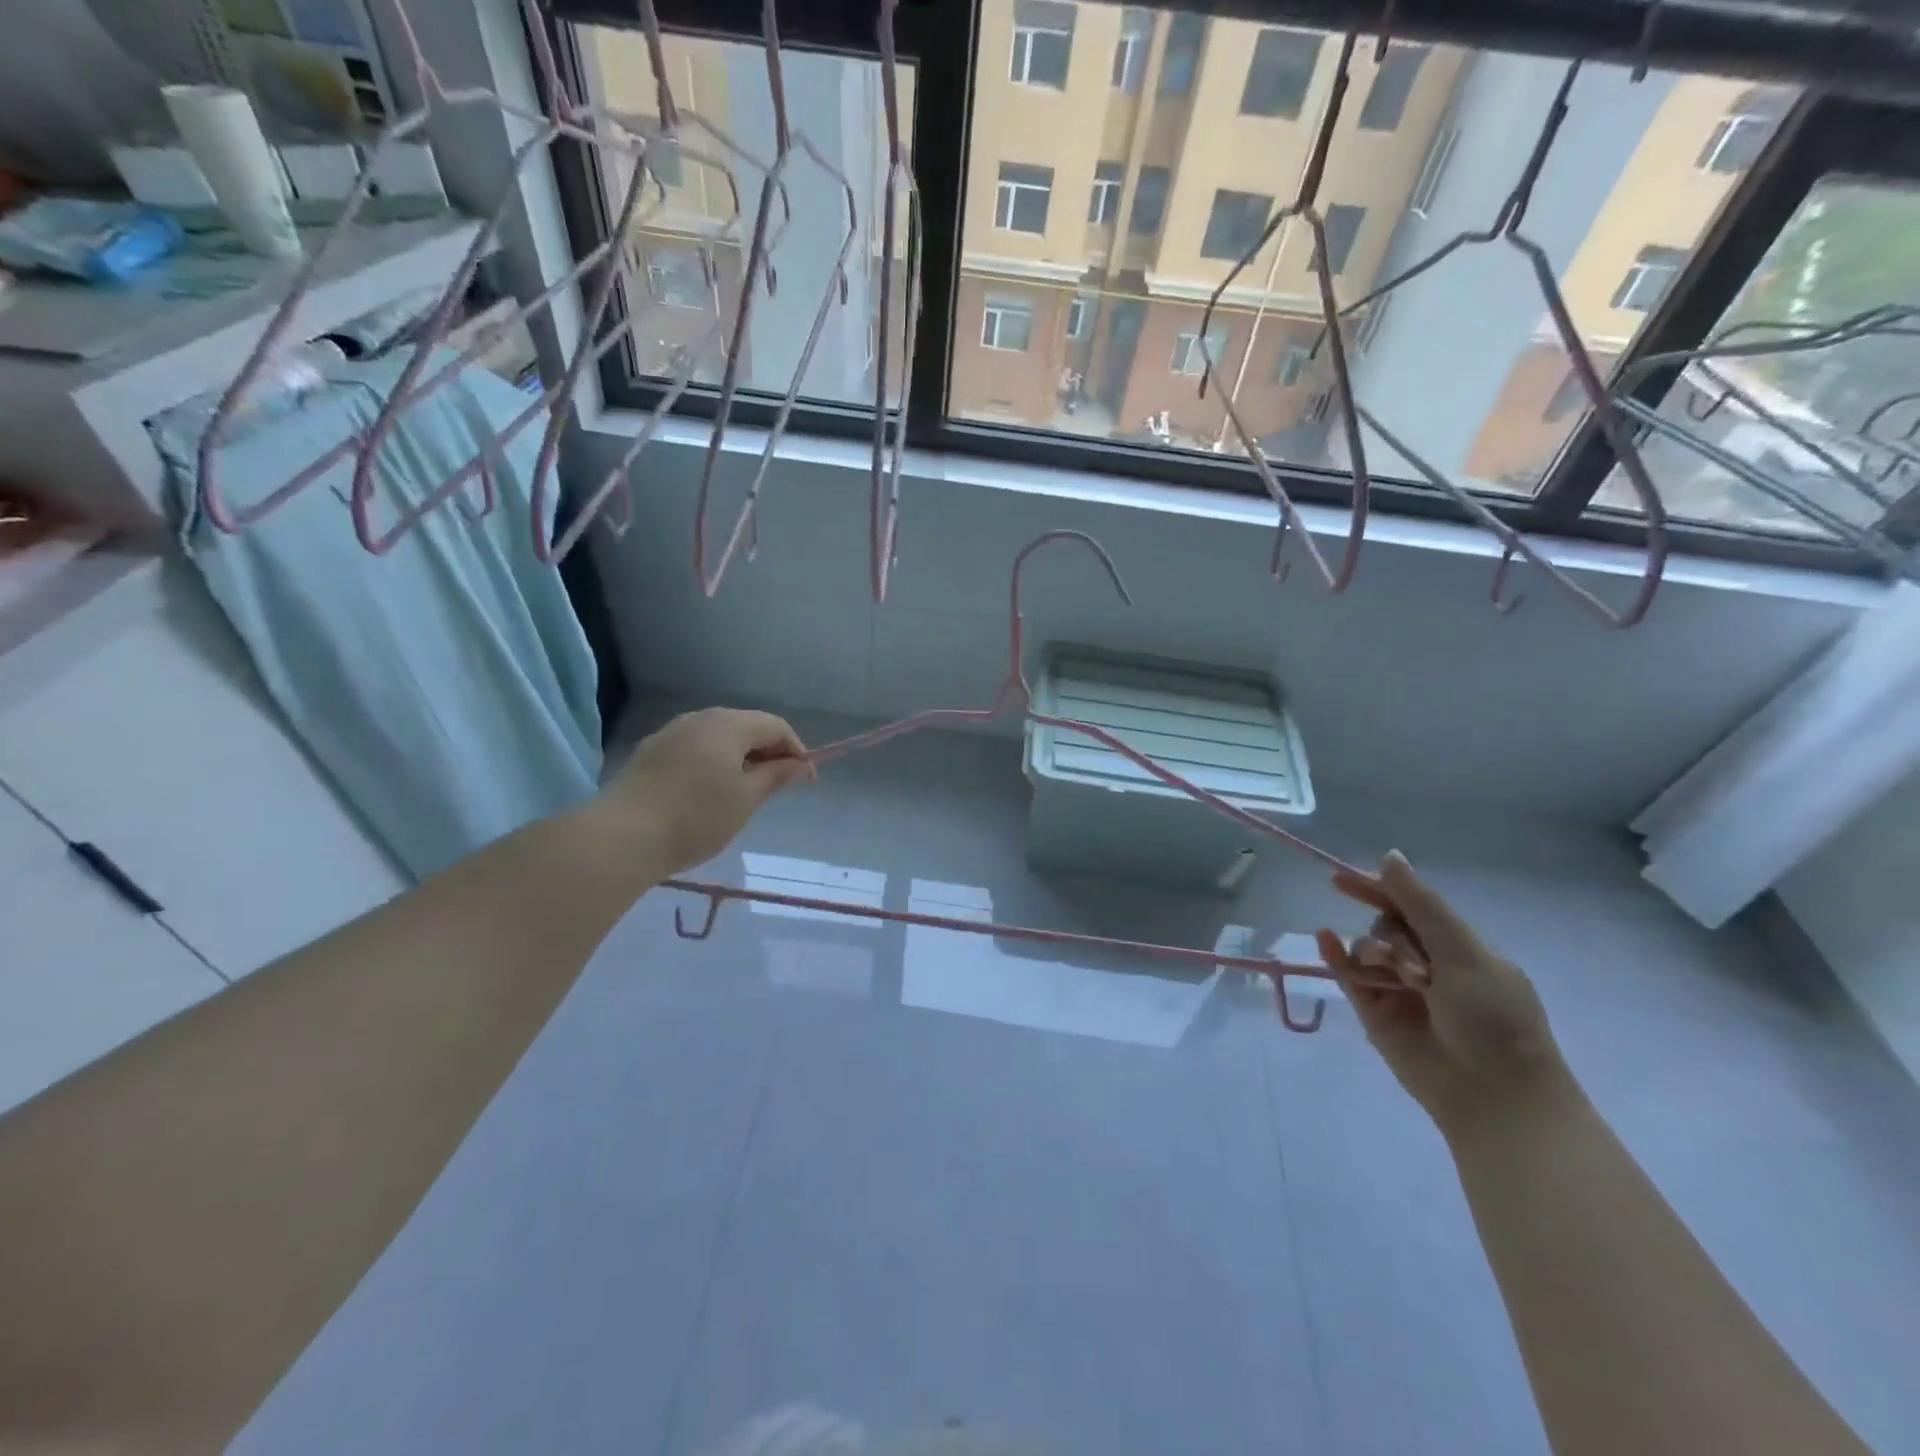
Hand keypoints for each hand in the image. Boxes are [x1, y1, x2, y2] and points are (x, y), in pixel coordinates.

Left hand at [603, 708, 813, 876]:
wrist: (622, 836)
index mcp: (728, 724)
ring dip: (739, 758)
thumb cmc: (696, 817)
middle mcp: (699, 718)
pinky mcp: (650, 752)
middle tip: (778, 786)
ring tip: (745, 791)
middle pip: (746, 726)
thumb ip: (776, 776)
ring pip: (718, 737)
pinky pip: (694, 749)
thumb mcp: (746, 800)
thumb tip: (800, 764)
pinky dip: (713, 763)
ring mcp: (671, 733)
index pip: (775, 726)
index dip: (796, 750)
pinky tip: (709, 792)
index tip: (805, 781)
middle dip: (768, 752)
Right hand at [1315, 851, 1573, 1137]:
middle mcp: (1427, 964)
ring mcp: (1399, 988)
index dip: (1379, 888)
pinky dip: (1336, 956)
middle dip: (1390, 933)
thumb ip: (1421, 905)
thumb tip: (1388, 856)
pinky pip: (1348, 975)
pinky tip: (1325, 939)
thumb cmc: (1495, 1021)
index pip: (1412, 906)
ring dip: (1373, 951)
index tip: (1341, 878)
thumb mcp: (1465, 954)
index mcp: (1459, 949)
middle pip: (1386, 924)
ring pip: (1366, 948)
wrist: (1494, 1096)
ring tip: (1394, 978)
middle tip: (1411, 963)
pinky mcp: (1376, 1013)